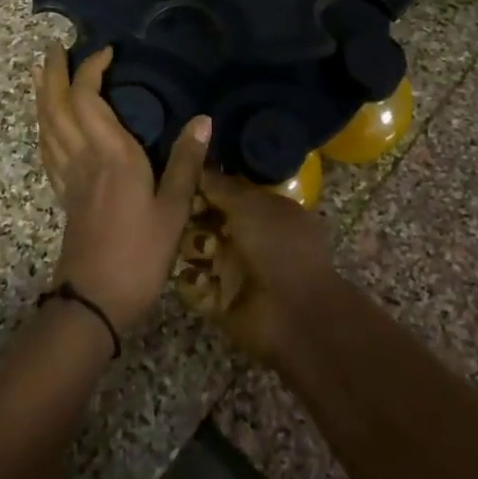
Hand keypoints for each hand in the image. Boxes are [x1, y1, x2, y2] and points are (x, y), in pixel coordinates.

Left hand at [35, 45, 210, 333]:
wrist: (94, 301)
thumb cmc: (139, 253)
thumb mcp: (174, 209)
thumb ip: (186, 162)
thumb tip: (204, 119)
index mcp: (111, 154)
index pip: (89, 99)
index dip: (90, 70)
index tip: (106, 51)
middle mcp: (83, 157)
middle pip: (57, 106)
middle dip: (54, 74)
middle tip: (55, 47)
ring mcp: (68, 177)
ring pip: (46, 125)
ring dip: (43, 95)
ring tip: (43, 73)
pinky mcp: (64, 195)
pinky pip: (47, 149)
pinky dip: (44, 126)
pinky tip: (48, 125)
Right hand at [195, 171, 343, 367]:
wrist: (294, 313)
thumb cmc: (277, 247)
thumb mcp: (251, 205)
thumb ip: (221, 185)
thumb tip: (198, 165)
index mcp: (263, 210)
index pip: (225, 191)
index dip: (204, 184)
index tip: (183, 179)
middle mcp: (246, 237)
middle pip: (205, 218)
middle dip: (191, 216)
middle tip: (187, 217)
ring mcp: (232, 269)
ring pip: (194, 249)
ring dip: (192, 248)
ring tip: (203, 254)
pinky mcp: (218, 300)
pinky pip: (192, 284)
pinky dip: (193, 283)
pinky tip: (203, 282)